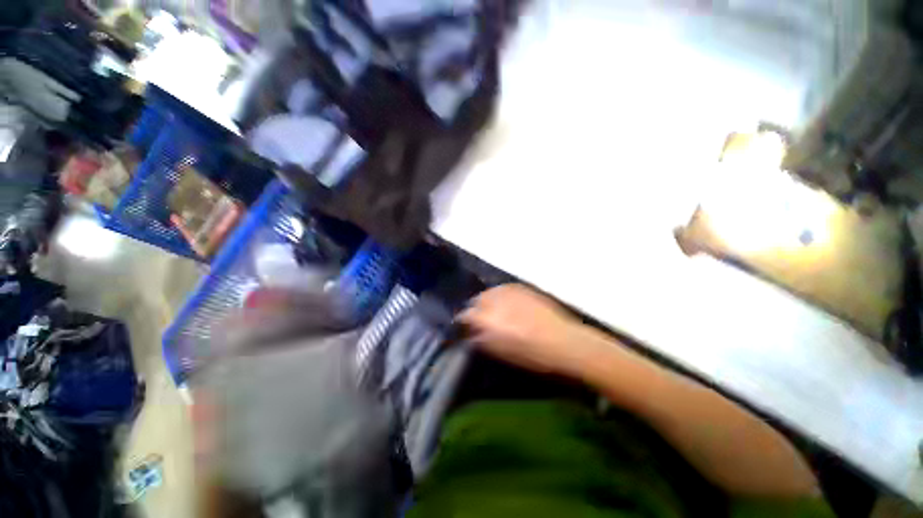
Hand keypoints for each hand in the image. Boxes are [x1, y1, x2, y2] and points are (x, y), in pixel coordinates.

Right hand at [457, 284, 594, 377]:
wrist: (562, 341)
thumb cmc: (530, 354)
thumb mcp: (499, 351)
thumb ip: (480, 339)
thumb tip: (471, 333)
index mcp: (485, 319)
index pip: (464, 316)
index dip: (464, 323)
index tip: (467, 328)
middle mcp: (493, 300)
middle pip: (475, 300)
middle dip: (476, 309)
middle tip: (482, 319)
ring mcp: (507, 291)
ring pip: (488, 292)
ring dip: (488, 301)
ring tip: (496, 310)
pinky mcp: (520, 286)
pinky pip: (503, 288)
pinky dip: (501, 295)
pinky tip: (508, 303)